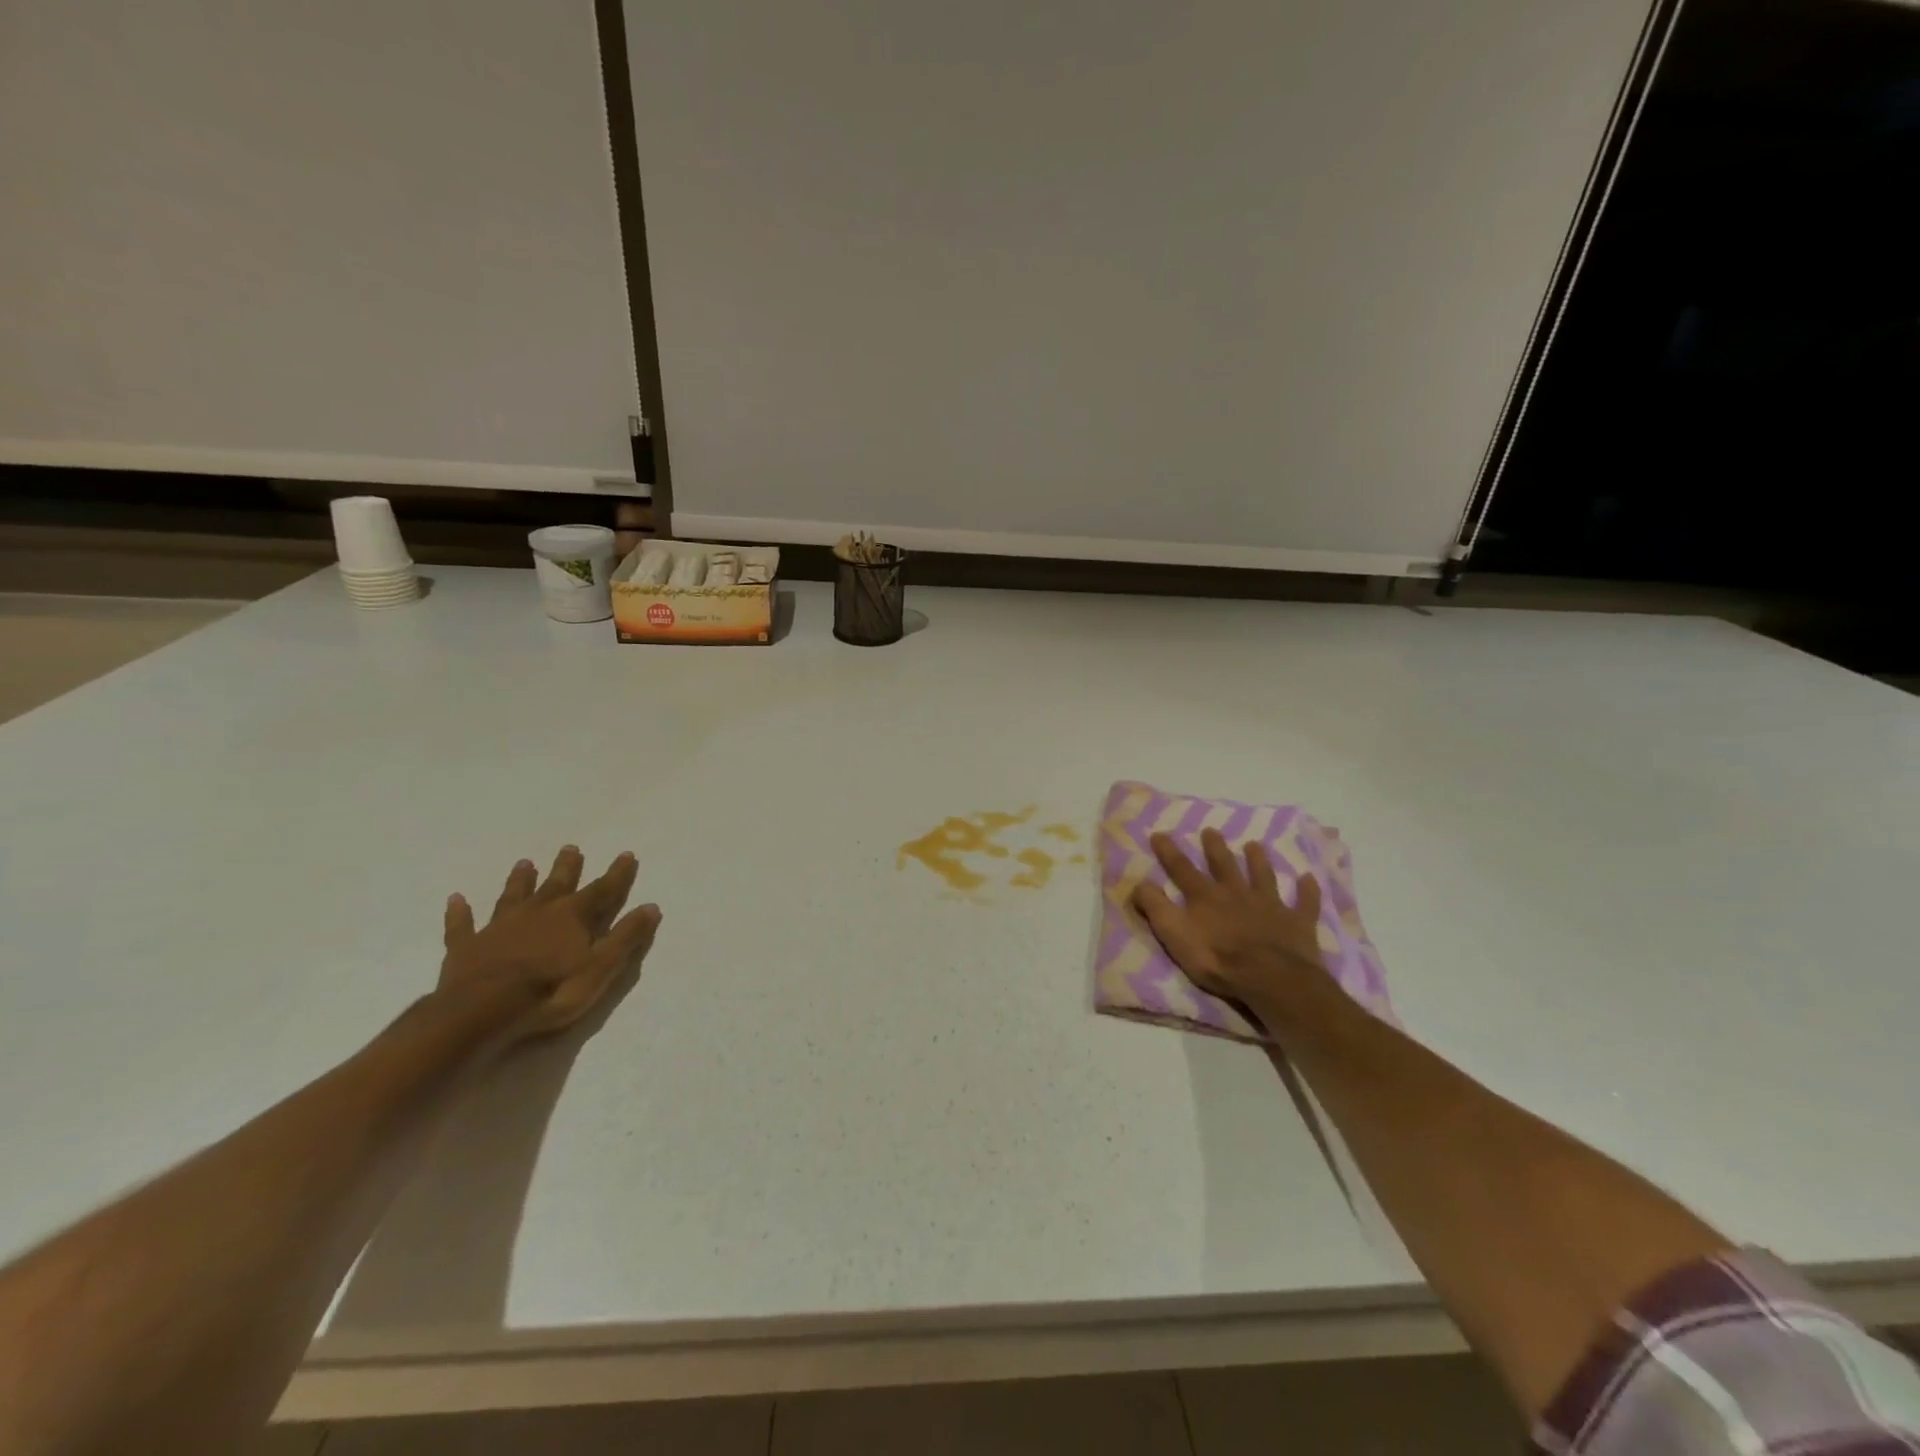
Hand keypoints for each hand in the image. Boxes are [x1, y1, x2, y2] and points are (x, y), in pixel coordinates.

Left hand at [438, 847, 661, 1046]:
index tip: (626, 855)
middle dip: (567, 867)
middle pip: (557, 885)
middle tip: (570, 848)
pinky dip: (460, 913)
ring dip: (520, 881)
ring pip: (513, 896)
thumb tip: (651, 907)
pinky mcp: (466, 947)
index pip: (602, 891)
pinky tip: (456, 899)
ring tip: (524, 863)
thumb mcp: (602, 967)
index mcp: (572, 917)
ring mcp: (499, 928)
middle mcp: (538, 913)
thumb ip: (626, 937)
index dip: (617, 874)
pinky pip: (462, 925)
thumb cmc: (551, 991)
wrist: (482, 1012)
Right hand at [1132, 828, 1328, 1026]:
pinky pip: (1304, 903)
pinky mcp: (1297, 923)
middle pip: (1224, 865)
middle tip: (1211, 830)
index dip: (1169, 852)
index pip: (1182, 869)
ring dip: (1258, 861)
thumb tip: (1139, 882)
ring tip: (1255, 845)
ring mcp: (1270, 906)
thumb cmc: (1217, 959)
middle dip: (1215, 848)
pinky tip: (1308, 879)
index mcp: (1206, 897)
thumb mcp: (1174, 934)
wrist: (1270, 978)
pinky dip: (1307, 891)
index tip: (1160, 833)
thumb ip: (1156, 907)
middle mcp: (1236, 893)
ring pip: (1263, 877)